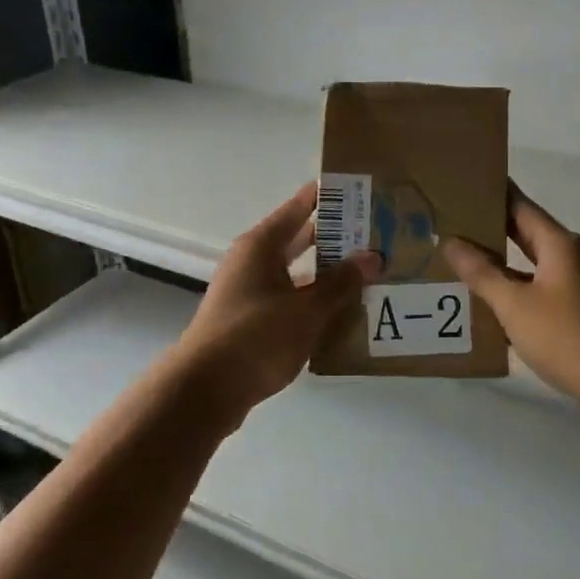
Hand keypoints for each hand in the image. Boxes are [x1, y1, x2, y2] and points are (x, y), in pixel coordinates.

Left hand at [174, 182, 381, 416]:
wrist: (205, 390)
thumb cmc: (256, 338)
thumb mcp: (306, 310)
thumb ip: (341, 283)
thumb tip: (372, 257)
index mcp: (261, 246)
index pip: (299, 207)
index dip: (328, 197)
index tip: (359, 188)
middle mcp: (252, 261)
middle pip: (298, 238)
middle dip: (334, 236)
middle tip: (375, 232)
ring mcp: (248, 291)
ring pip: (295, 271)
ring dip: (326, 272)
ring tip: (366, 271)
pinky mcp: (249, 319)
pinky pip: (288, 298)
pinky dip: (312, 299)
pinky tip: (340, 311)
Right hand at [443, 184, 579, 422]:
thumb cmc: (568, 336)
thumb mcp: (515, 304)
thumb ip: (482, 273)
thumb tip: (451, 241)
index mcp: (558, 244)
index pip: (519, 204)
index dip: (491, 192)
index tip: (460, 182)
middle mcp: (568, 257)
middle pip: (522, 232)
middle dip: (487, 227)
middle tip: (446, 221)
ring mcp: (573, 286)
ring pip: (526, 265)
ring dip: (495, 263)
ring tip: (454, 261)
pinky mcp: (573, 313)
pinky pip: (533, 291)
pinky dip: (509, 292)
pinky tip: (482, 304)